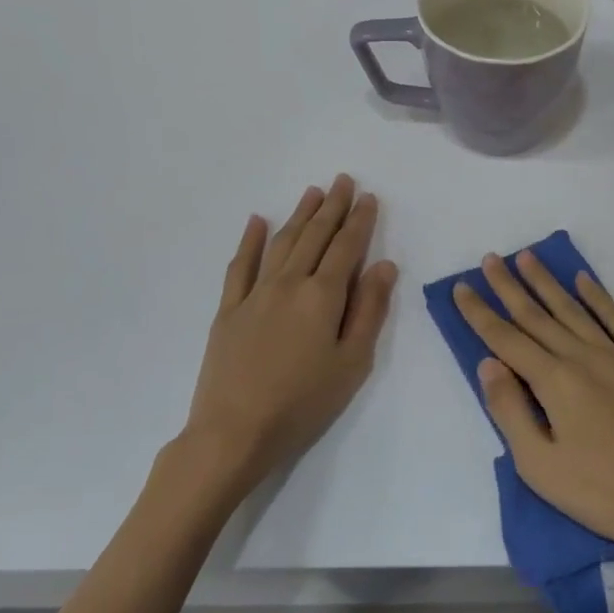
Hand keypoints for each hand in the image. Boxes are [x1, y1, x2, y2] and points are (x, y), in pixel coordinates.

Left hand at [167, 176, 396, 511]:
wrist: (235, 432)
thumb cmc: (304, 402)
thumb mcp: (352, 362)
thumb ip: (369, 310)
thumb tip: (384, 265)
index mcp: (322, 296)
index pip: (347, 247)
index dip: (360, 221)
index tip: (368, 197)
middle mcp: (289, 283)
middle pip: (314, 236)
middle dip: (332, 206)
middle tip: (343, 180)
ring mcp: (255, 294)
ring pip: (281, 243)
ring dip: (299, 215)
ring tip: (312, 192)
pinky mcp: (229, 310)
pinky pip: (240, 266)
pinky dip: (249, 241)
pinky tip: (256, 221)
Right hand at [453, 251, 613, 570]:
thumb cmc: (601, 494)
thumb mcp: (540, 465)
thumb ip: (509, 410)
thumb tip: (488, 362)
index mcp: (556, 382)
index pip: (507, 339)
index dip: (480, 313)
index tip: (461, 287)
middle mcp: (585, 358)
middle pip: (538, 316)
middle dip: (510, 286)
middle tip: (490, 259)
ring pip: (576, 310)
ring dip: (548, 283)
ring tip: (528, 257)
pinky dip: (600, 297)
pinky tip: (585, 281)